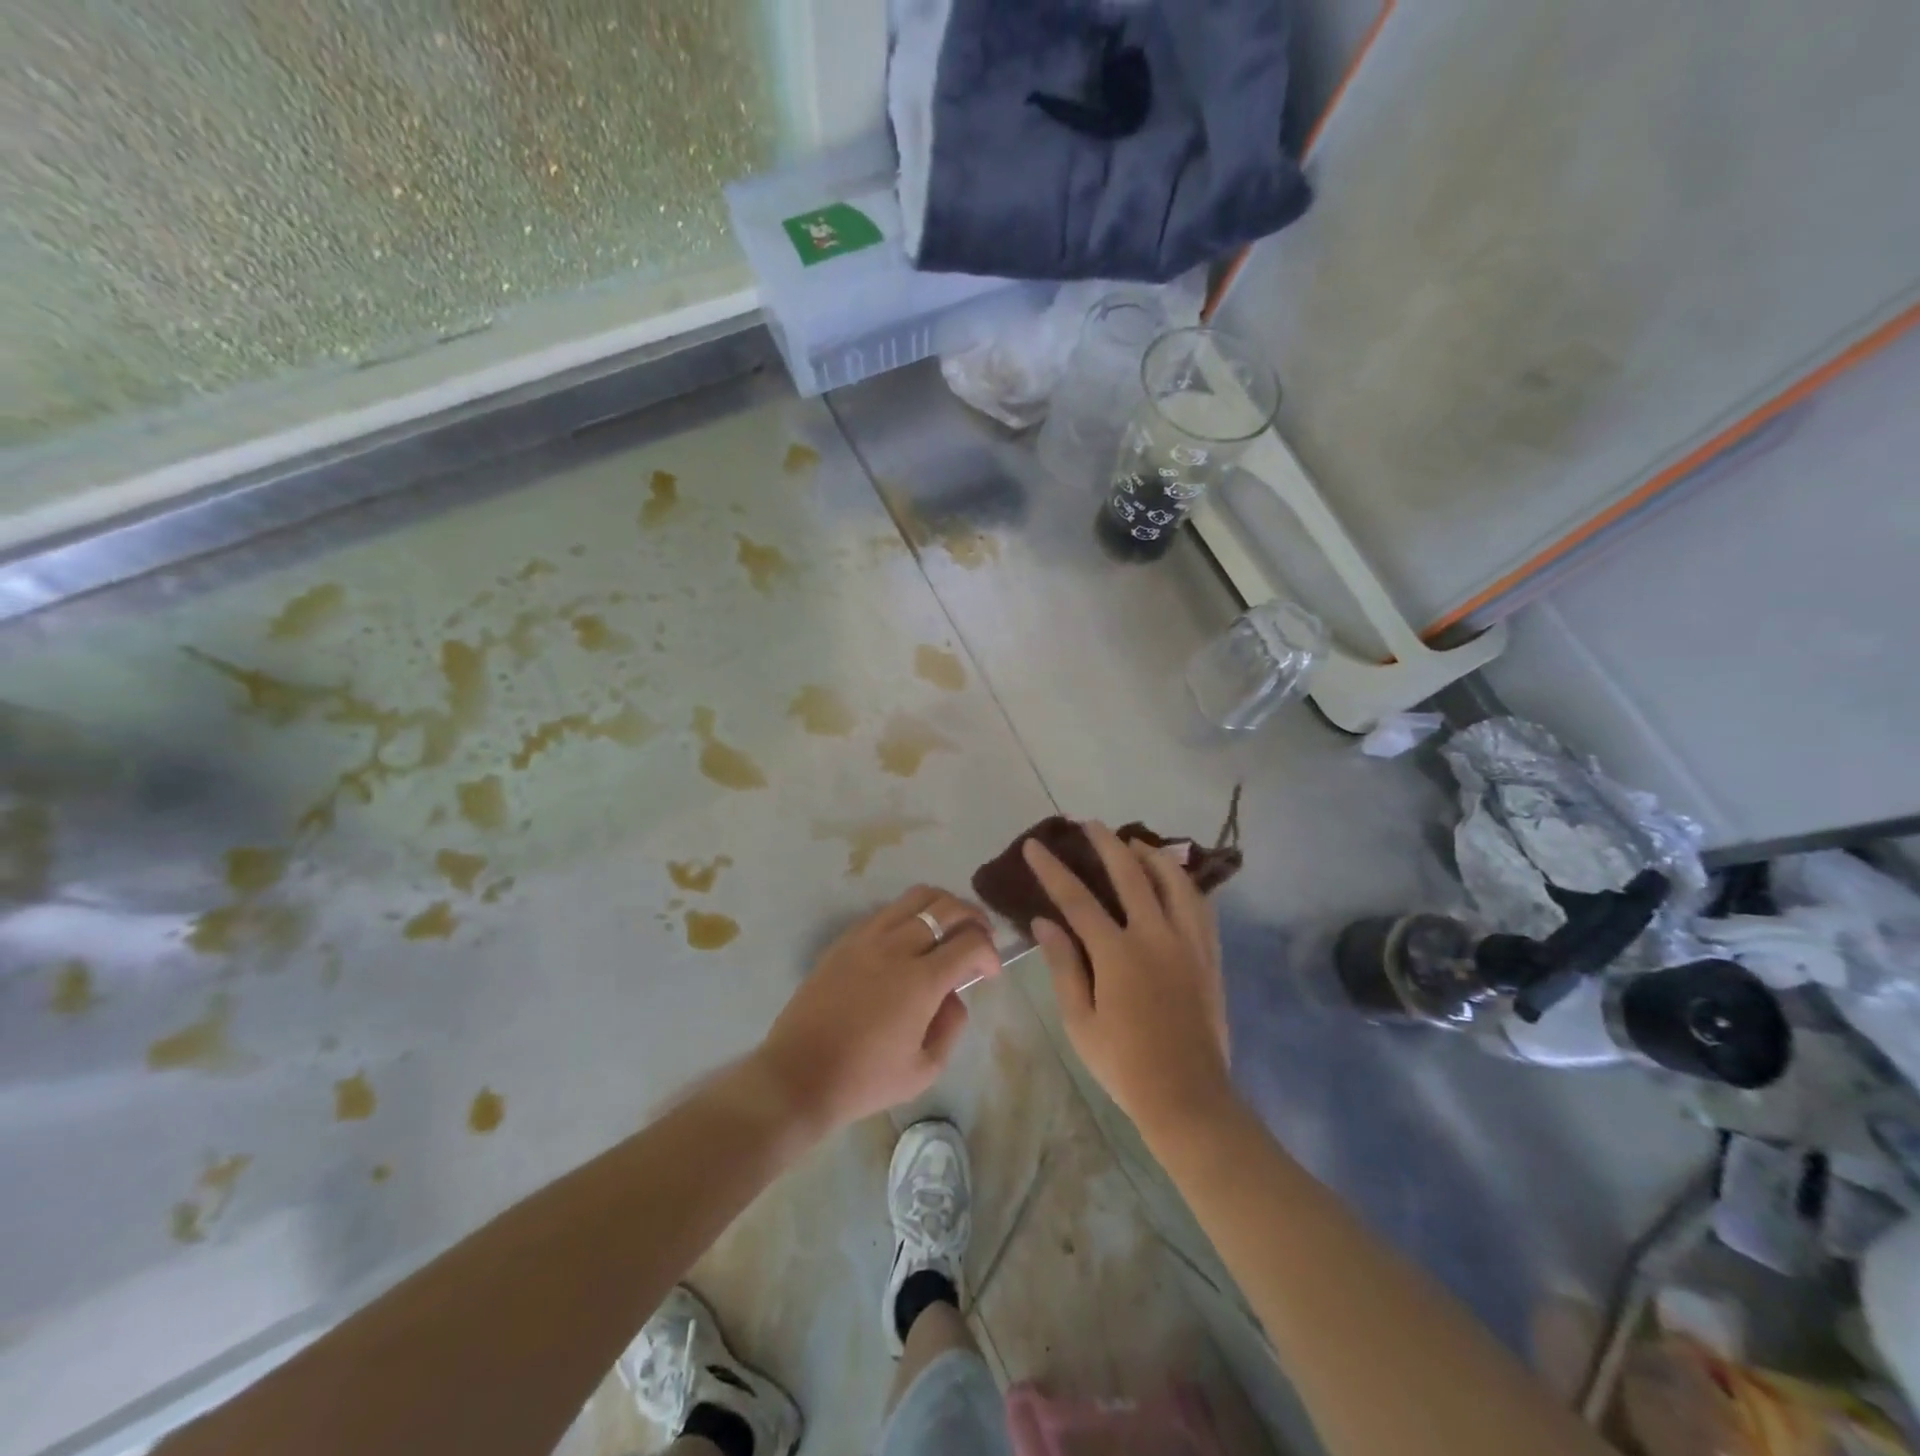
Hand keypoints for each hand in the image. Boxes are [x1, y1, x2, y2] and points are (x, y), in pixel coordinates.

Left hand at [756, 885, 999, 1133]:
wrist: (798, 1075)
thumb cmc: (864, 1080)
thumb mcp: (924, 1069)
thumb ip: (951, 1026)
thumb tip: (955, 995)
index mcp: (921, 980)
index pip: (970, 942)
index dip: (990, 952)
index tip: (991, 972)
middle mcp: (896, 947)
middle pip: (947, 907)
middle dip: (974, 917)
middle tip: (982, 936)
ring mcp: (867, 937)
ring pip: (916, 897)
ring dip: (943, 905)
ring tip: (950, 925)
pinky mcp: (845, 939)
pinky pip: (887, 910)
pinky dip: (910, 914)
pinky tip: (911, 938)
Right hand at [1023, 822, 1232, 1138]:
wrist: (1188, 1096)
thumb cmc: (1124, 1064)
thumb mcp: (1080, 1020)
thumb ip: (1063, 965)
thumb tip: (1044, 922)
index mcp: (1118, 953)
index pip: (1077, 899)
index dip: (1052, 870)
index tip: (1035, 846)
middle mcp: (1155, 936)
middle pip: (1130, 873)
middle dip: (1106, 843)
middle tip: (1089, 824)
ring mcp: (1188, 943)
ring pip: (1173, 880)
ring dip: (1151, 855)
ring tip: (1134, 844)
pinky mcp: (1209, 955)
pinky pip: (1200, 905)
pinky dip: (1183, 883)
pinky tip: (1173, 880)